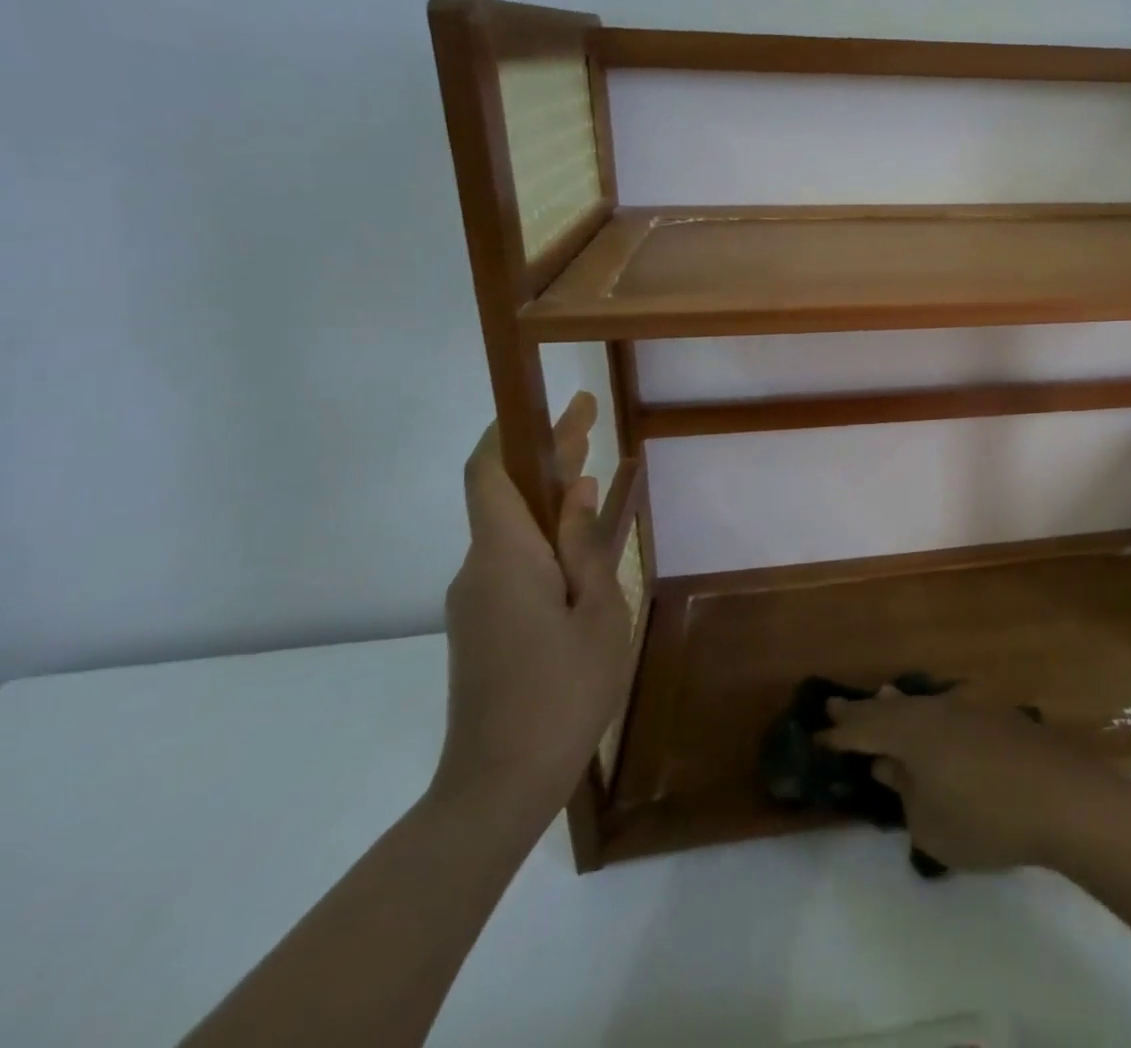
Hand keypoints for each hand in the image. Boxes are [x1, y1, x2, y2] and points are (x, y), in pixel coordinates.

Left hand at [432, 393, 630, 824]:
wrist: (500, 782)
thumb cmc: (563, 689)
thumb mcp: (597, 611)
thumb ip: (585, 546)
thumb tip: (579, 491)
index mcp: (505, 558)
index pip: (490, 474)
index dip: (513, 431)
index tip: (551, 403)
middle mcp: (479, 569)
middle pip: (506, 494)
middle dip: (547, 454)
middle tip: (591, 419)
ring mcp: (477, 599)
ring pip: (512, 528)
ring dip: (551, 495)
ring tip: (599, 474)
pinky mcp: (484, 623)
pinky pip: (514, 560)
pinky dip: (547, 535)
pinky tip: (583, 542)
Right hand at [820, 688, 1130, 872]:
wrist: (1062, 796)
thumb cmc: (986, 818)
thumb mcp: (930, 823)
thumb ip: (905, 792)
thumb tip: (889, 766)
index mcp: (912, 733)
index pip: (865, 730)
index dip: (839, 735)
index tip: (816, 734)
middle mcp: (936, 709)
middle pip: (891, 708)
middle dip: (863, 710)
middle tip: (834, 704)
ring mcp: (969, 707)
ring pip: (922, 703)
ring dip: (897, 705)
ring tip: (882, 698)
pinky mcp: (997, 716)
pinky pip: (947, 708)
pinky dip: (929, 713)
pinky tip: (935, 718)